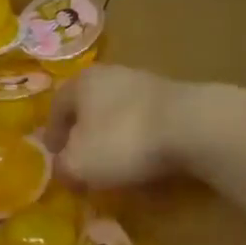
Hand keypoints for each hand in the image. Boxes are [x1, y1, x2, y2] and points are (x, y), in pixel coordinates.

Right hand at [45, 65, 199, 189]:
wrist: (193, 126)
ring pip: (120, 114)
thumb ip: (63, 168)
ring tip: (115, 165)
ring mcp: (148, 84)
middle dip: (84, 133)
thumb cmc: (122, 140)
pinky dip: (142, 142)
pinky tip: (146, 162)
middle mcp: (112, 75)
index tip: (52, 156)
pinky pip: (148, 124)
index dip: (52, 134)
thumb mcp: (78, 164)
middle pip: (90, 107)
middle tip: (81, 159)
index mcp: (81, 83)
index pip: (57, 106)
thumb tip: (62, 169)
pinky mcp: (177, 100)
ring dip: (114, 138)